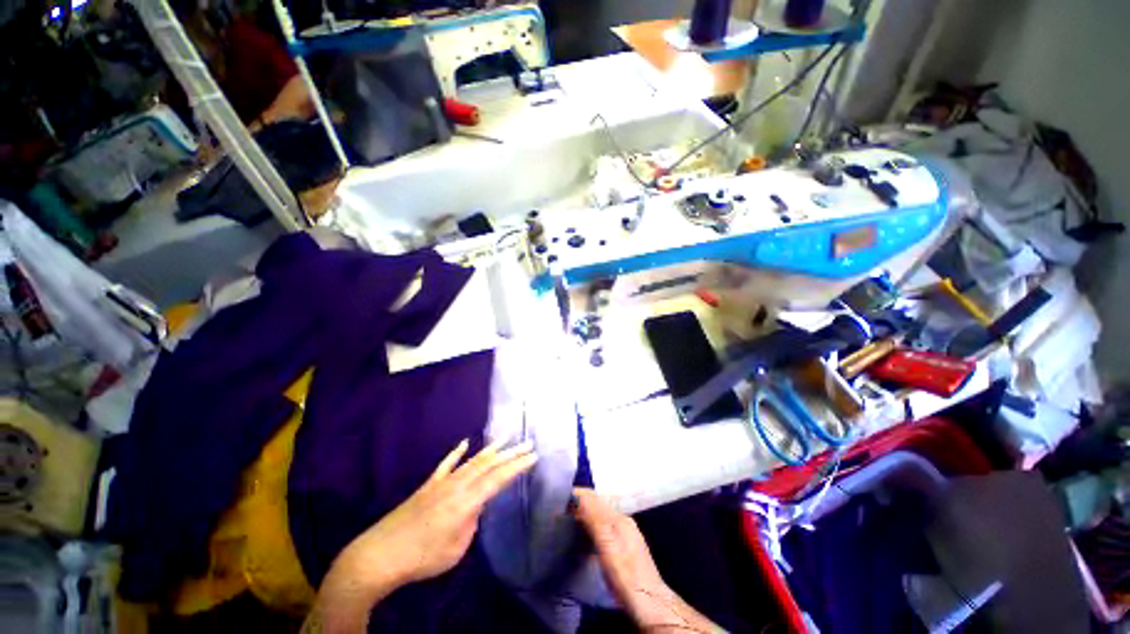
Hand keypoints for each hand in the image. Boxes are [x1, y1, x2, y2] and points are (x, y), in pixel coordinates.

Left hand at [306, 439, 536, 632]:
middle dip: (511, 454)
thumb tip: (477, 505)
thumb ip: (472, 521)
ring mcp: (441, 483)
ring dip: (491, 449)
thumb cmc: (422, 558)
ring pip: (472, 461)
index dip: (518, 466)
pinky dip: (457, 452)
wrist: (379, 555)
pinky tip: (465, 443)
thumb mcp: (456, 548)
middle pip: (489, 465)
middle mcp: (457, 485)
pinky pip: (446, 464)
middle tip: (528, 443)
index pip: (498, 479)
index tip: (534, 456)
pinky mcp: (428, 485)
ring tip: (506, 438)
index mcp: (466, 501)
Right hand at [572, 488, 721, 632]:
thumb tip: (578, 494)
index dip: (576, 495)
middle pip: (597, 504)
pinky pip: (602, 527)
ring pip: (599, 515)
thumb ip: (594, 518)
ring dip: (583, 514)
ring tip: (565, 520)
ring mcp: (625, 534)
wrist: (650, 605)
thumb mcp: (607, 545)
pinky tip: (582, 536)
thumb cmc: (626, 575)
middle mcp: (623, 521)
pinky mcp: (624, 547)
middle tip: (557, 509)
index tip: (557, 499)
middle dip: (578, 503)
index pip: (594, 497)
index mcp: (619, 517)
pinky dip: (589, 525)